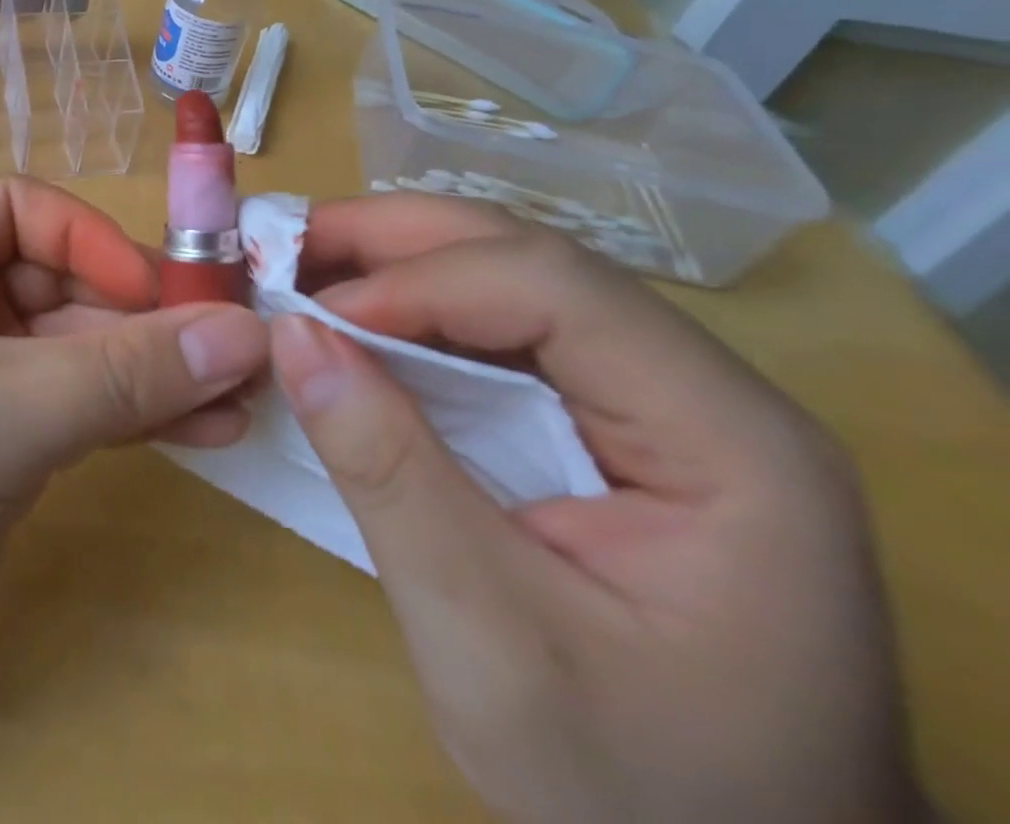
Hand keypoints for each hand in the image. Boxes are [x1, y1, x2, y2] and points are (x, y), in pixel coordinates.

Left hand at [0, 178, 270, 804]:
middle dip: (146, 317)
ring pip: (73, 357)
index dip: (102, 244)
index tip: (175, 294)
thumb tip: (244, 329)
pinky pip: (67, 417)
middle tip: (241, 353)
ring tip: (238, 400)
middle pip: (61, 286)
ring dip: (151, 374)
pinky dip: (127, 421)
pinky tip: (197, 433)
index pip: (27, 213)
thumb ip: (121, 374)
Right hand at [270, 196, 928, 823]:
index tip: (307, 312)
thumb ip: (389, 476)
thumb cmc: (634, 789)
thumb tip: (290, 336)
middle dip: (395, 241)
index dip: (420, 280)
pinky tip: (353, 321)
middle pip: (531, 260)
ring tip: (300, 267)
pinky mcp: (609, 416)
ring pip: (509, 278)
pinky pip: (500, 328)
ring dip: (396, 264)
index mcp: (727, 439)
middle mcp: (704, 388)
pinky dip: (413, 311)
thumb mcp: (490, 645)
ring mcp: (658, 396)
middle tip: (283, 244)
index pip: (555, 290)